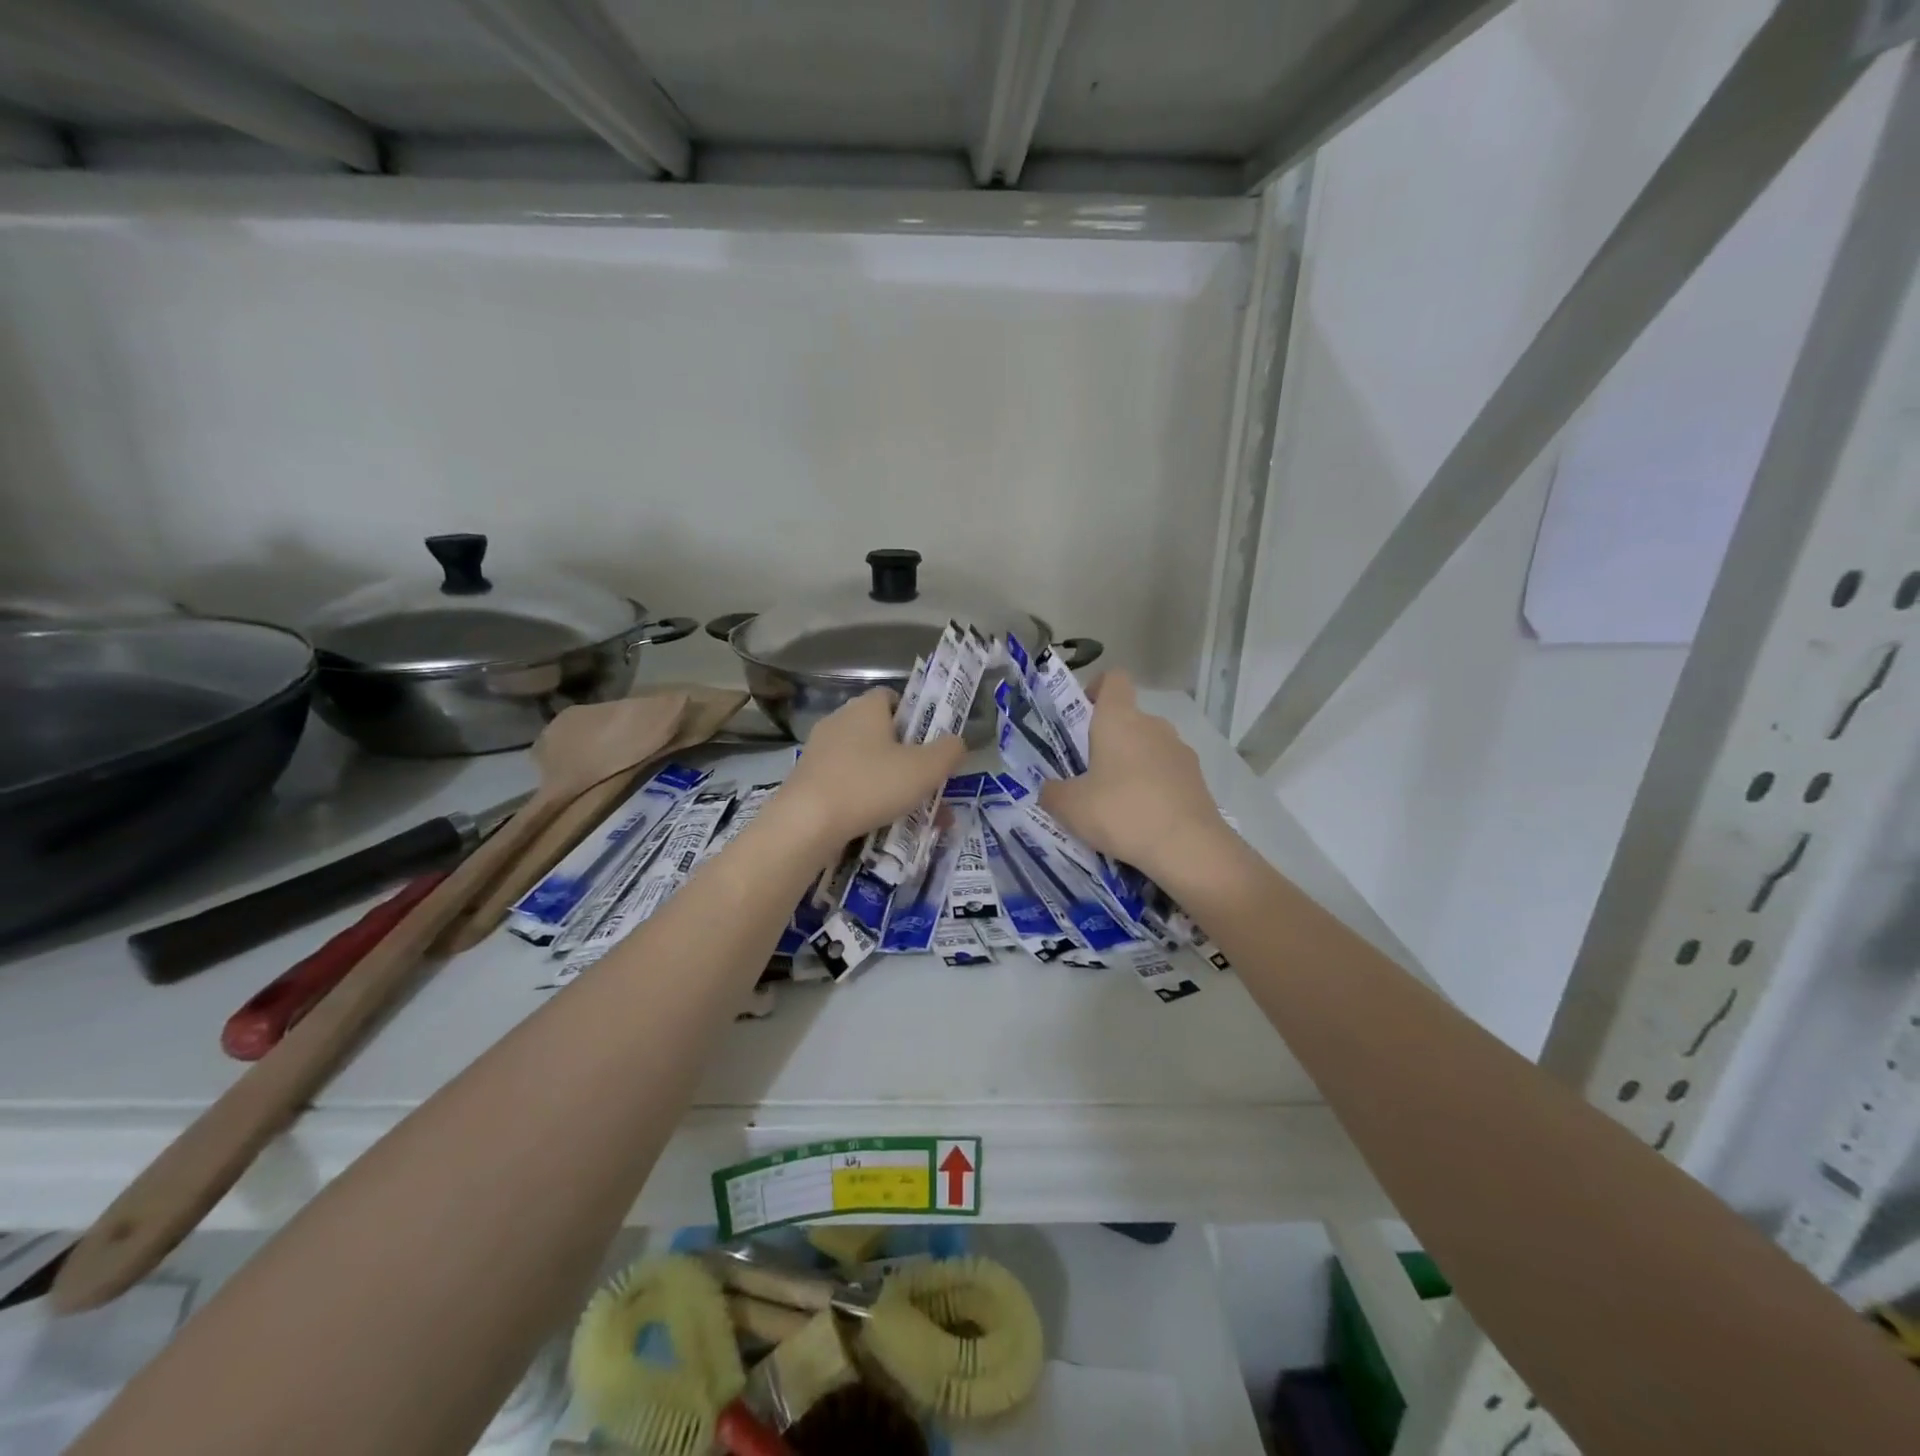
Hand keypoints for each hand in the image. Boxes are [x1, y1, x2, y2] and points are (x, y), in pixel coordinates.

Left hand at [774, 689, 967, 850]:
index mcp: (866, 707)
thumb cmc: (870, 785)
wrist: (805, 824)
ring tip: (915, 817)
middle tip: (928, 787)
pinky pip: (847, 785)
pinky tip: (882, 827)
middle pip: (882, 734)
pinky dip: (866, 801)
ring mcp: (819, 752)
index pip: (893, 697)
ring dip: (891, 786)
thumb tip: (956, 743)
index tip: (930, 744)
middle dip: (908, 760)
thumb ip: (949, 751)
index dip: (915, 717)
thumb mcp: (925, 769)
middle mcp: (839, 721)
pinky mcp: (807, 781)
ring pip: (866, 764)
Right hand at [1039, 672, 1228, 881]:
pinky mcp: (1197, 778)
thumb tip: (1050, 789)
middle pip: (1129, 718)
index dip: (1097, 688)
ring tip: (1117, 802)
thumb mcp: (1069, 807)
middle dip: (1109, 739)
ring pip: (1149, 746)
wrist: (1187, 847)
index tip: (1083, 714)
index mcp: (1119, 719)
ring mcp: (1180, 751)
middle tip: (1089, 773)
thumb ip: (1052, 792)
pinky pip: (1167, 772)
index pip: (1113, 679)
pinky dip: (1154, 786)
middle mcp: (1153, 725)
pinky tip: (1143, 819)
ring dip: (1133, 764)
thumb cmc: (1120, 812)